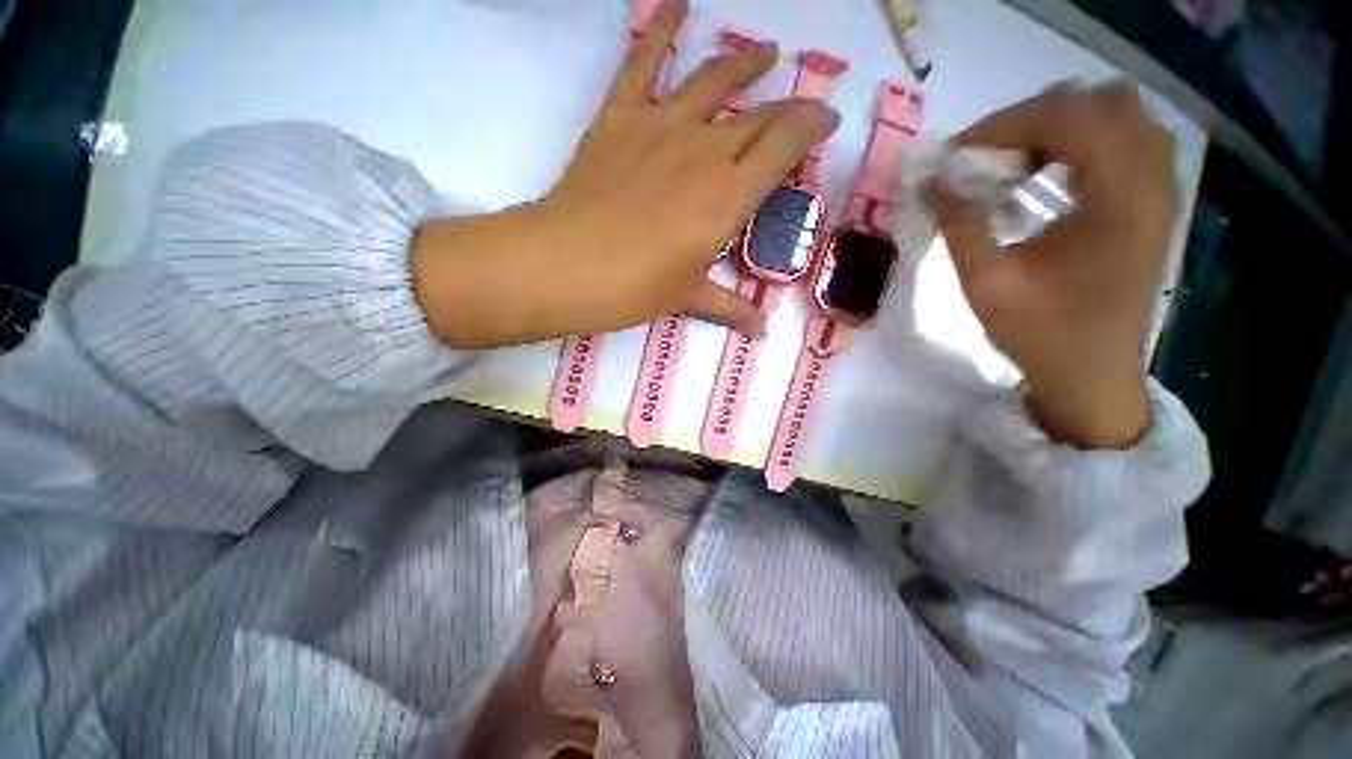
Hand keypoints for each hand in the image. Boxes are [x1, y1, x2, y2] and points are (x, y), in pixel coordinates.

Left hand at [412, 0, 838, 348]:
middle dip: (787, 106)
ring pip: (714, 81)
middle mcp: (705, 150)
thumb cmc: (635, 288)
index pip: (785, 144)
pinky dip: (660, 30)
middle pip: (757, 115)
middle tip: (801, 107)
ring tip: (765, 51)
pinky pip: (643, 63)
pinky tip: (678, 4)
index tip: (827, 120)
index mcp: (728, 196)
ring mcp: (661, 126)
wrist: (567, 266)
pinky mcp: (620, 118)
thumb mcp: (689, 298)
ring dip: (744, 63)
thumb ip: (730, 307)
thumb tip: (761, 332)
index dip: (812, 125)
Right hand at [929, 82, 1176, 447]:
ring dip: (1061, 126)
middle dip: (1032, 119)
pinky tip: (1049, 175)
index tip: (955, 156)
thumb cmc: (1042, 335)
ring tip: (1018, 162)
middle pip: (1097, 103)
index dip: (1003, 125)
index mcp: (1118, 200)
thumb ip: (958, 226)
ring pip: (1118, 114)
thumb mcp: (987, 284)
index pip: (1066, 117)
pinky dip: (1083, 141)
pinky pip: (1126, 140)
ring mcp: (1160, 189)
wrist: (1093, 375)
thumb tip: (929, 182)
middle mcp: (1151, 180)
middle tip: (987, 158)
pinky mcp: (1154, 202)